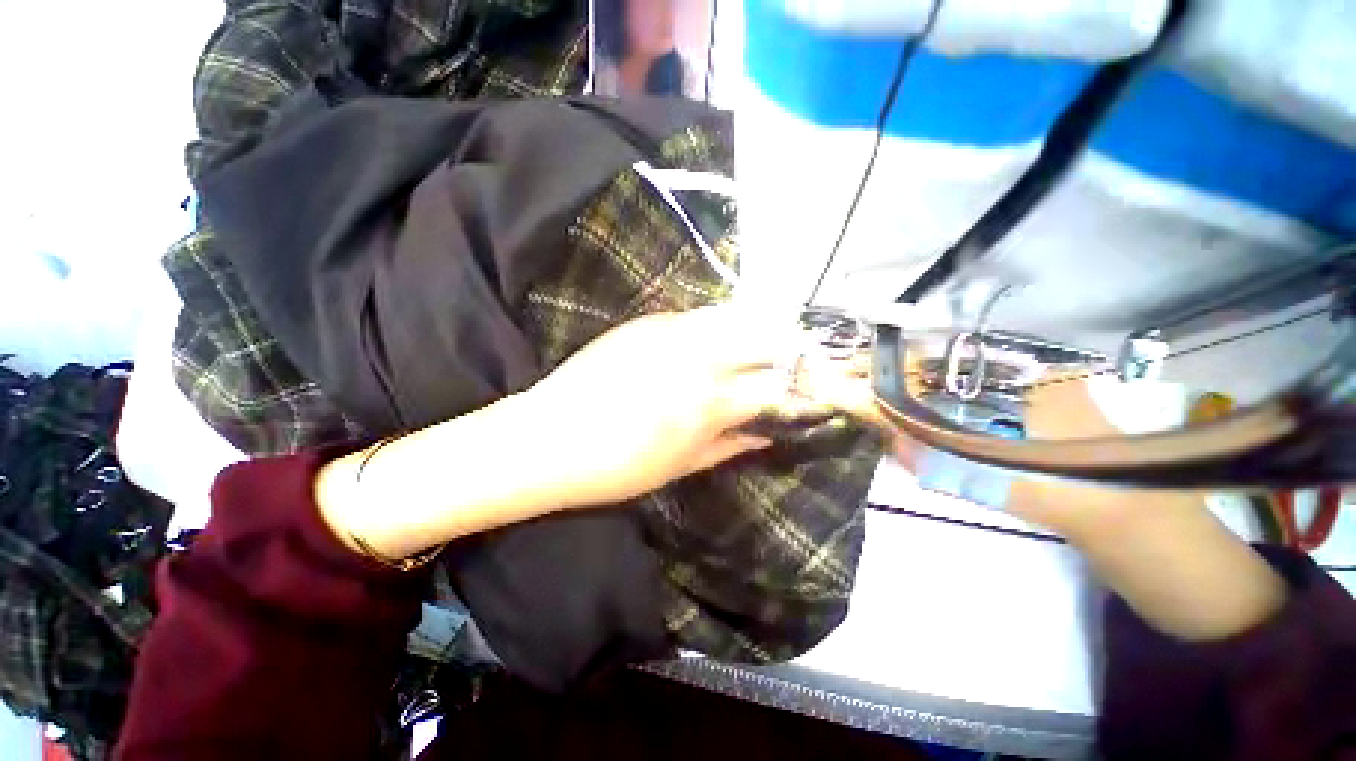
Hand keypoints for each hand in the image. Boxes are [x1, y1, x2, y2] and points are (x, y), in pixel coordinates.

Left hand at [519, 306, 816, 509]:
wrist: (548, 436)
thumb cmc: (615, 468)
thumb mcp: (681, 466)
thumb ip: (732, 443)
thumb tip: (771, 431)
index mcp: (707, 403)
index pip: (776, 386)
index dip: (805, 388)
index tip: (817, 389)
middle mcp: (698, 358)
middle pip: (767, 337)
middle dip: (795, 347)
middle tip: (805, 360)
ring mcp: (671, 331)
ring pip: (737, 316)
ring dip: (762, 328)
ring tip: (770, 343)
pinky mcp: (648, 320)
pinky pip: (701, 315)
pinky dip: (724, 323)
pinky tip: (725, 336)